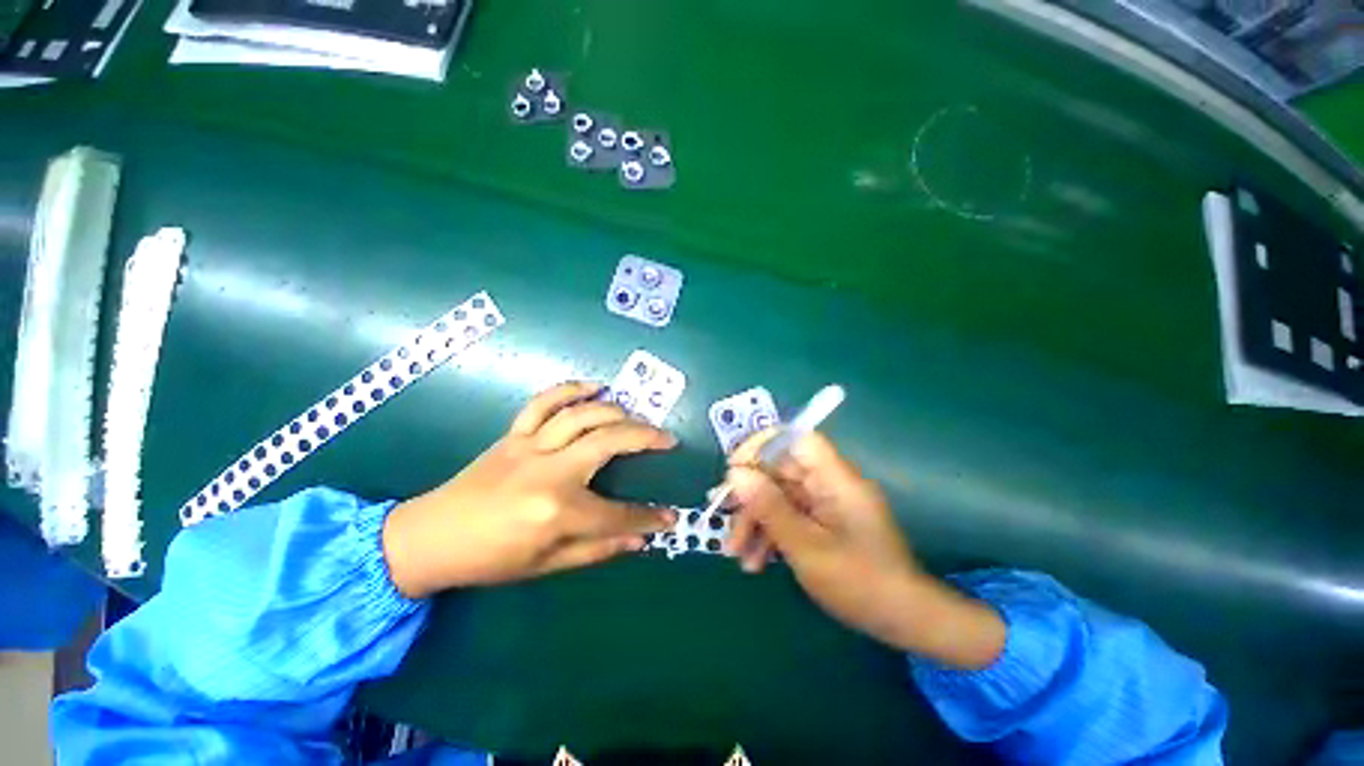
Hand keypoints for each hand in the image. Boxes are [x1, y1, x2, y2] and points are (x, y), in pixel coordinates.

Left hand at [381, 382, 677, 597]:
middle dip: (646, 438)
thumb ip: (598, 549)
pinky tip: (594, 386)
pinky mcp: (514, 434)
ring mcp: (530, 446)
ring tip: (636, 416)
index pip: (617, 514)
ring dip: (616, 411)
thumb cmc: (490, 559)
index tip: (670, 516)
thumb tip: (640, 540)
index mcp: (557, 511)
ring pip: (582, 415)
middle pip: (609, 442)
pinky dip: (570, 389)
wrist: (431, 537)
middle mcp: (549, 471)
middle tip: (668, 439)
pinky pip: (544, 402)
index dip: (648, 517)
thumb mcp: (547, 564)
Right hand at [724, 431, 1005, 668]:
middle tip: (721, 515)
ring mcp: (825, 503)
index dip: (762, 445)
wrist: (904, 621)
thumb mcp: (806, 547)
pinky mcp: (823, 522)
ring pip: (779, 496)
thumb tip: (736, 474)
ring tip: (735, 553)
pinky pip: (789, 516)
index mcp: (834, 478)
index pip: (796, 439)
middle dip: (749, 495)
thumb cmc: (859, 582)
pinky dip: (770, 535)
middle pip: (779, 471)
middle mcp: (829, 483)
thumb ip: (769, 507)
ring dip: (755, 521)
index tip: (734, 468)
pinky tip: (755, 562)